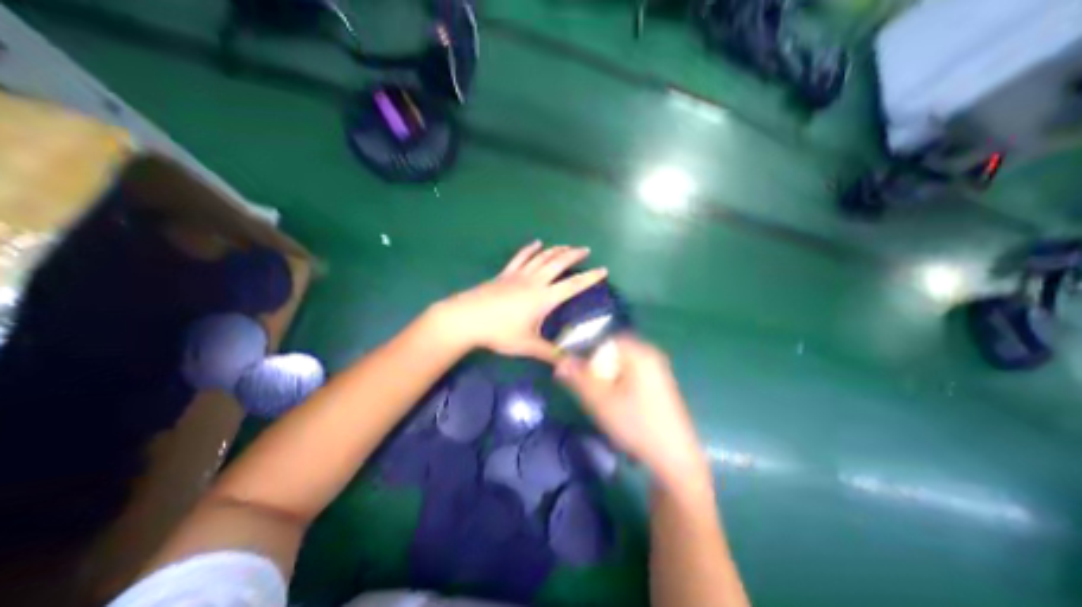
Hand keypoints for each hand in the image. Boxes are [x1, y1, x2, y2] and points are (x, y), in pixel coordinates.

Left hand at [437, 242, 605, 361]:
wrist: (467, 318)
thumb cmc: (499, 332)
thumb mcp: (527, 345)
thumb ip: (550, 354)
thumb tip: (570, 364)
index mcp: (544, 298)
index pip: (573, 285)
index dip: (590, 277)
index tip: (603, 270)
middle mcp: (535, 281)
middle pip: (559, 263)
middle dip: (574, 255)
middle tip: (586, 250)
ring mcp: (518, 275)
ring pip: (542, 257)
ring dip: (556, 250)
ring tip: (567, 246)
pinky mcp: (505, 274)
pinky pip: (520, 257)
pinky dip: (530, 249)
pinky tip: (536, 243)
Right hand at [558, 338, 711, 487]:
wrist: (675, 458)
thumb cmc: (636, 425)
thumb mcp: (600, 401)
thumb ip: (578, 378)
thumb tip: (560, 362)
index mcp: (639, 353)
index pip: (604, 340)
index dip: (586, 352)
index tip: (576, 370)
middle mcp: (650, 355)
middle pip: (613, 351)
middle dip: (596, 366)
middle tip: (587, 386)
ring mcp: (657, 369)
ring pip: (621, 364)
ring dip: (606, 376)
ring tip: (600, 397)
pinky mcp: (659, 383)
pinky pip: (632, 373)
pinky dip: (619, 382)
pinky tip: (617, 403)